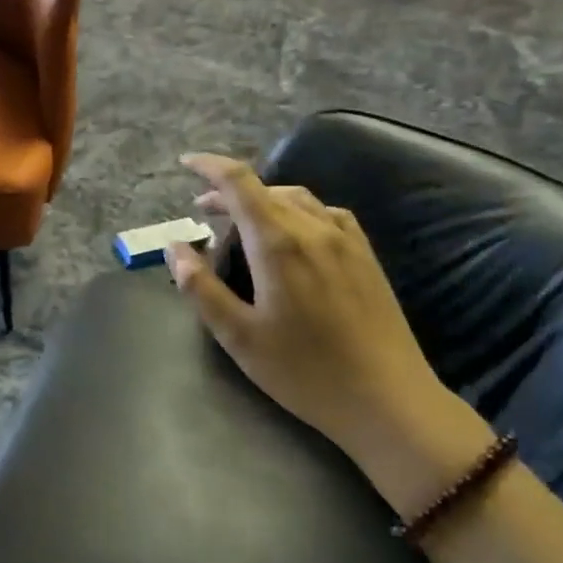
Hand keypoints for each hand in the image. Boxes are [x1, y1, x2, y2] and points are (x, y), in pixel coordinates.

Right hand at [166, 154, 492, 514]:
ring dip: (262, 201)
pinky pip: (325, 214)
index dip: (209, 166)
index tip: (186, 163)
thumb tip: (175, 248)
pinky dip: (296, 211)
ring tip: (242, 223)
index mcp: (278, 243)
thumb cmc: (304, 371)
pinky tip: (292, 235)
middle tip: (202, 212)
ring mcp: (346, 240)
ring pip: (297, 198)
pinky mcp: (366, 256)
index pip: (239, 183)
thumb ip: (201, 287)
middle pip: (266, 190)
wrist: (388, 399)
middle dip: (229, 193)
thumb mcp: (239, 336)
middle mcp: (314, 228)